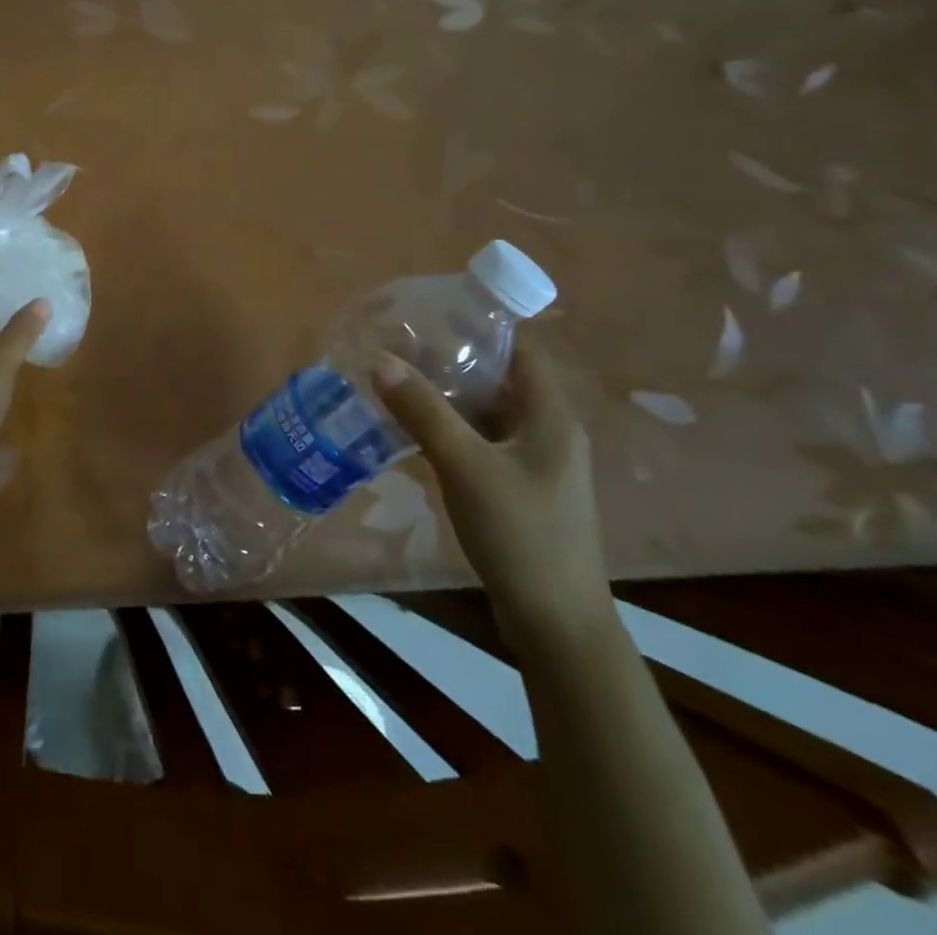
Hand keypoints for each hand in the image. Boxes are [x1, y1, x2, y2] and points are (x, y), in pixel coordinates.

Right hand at [372, 339, 614, 654]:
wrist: (556, 622)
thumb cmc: (520, 535)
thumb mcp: (466, 467)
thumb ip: (424, 412)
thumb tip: (380, 359)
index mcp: (550, 417)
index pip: (520, 350)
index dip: (482, 326)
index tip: (432, 313)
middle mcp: (548, 433)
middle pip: (500, 380)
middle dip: (453, 360)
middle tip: (399, 345)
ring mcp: (535, 464)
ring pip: (488, 414)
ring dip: (448, 397)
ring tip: (397, 380)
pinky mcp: (520, 490)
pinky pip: (482, 443)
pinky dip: (451, 430)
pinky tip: (413, 432)